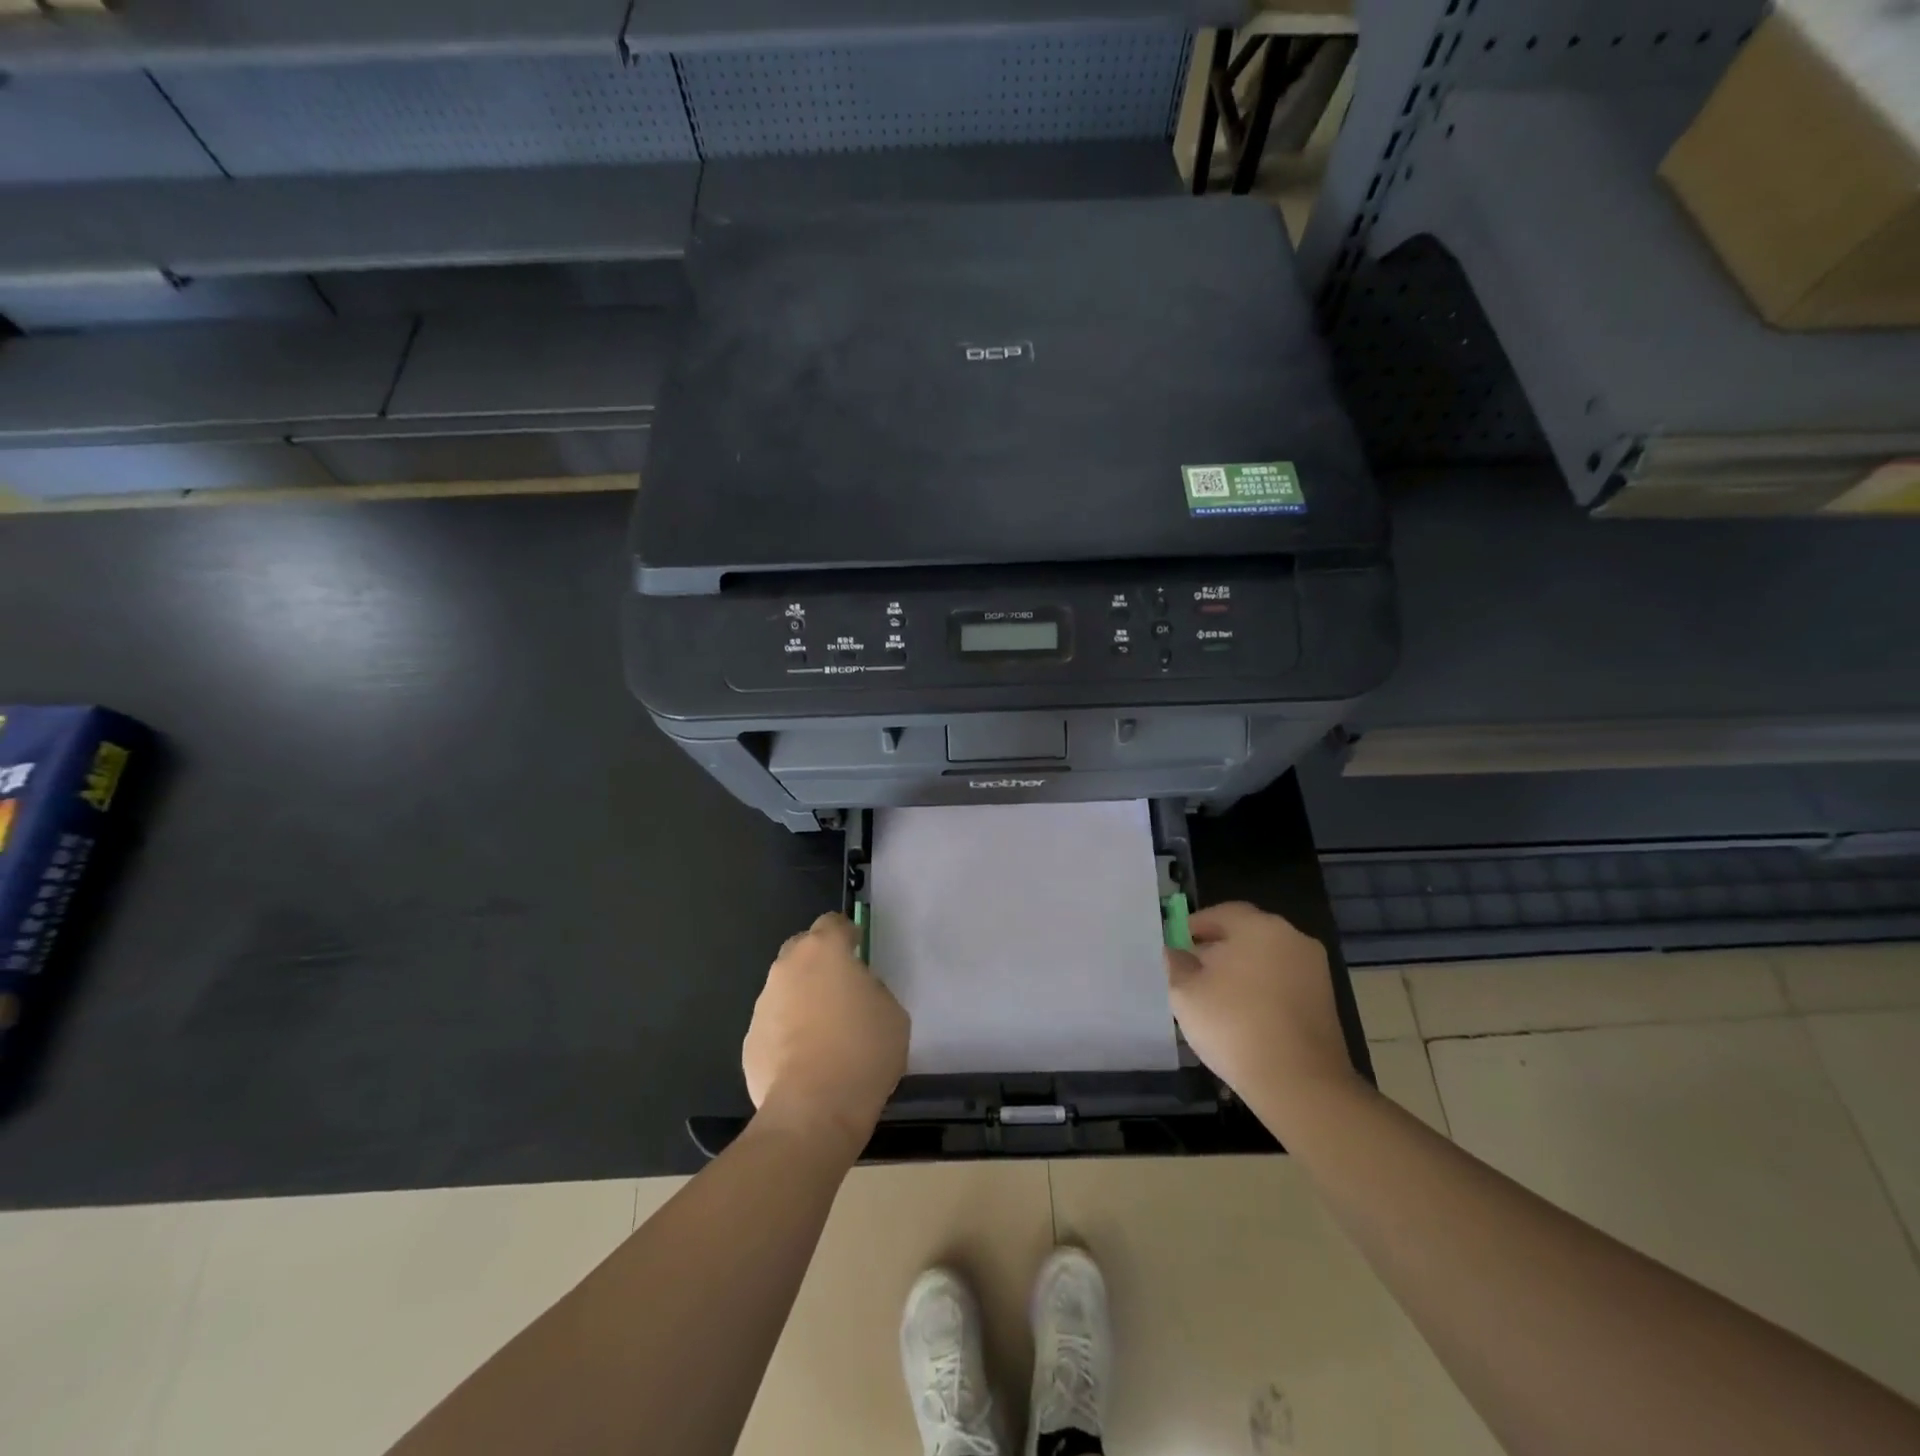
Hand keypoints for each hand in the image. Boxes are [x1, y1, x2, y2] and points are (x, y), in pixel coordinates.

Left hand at [743, 913, 908, 1152]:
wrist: (813, 1111)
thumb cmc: (863, 1052)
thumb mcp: (892, 1012)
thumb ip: (872, 989)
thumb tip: (857, 992)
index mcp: (824, 951)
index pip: (833, 923)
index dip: (847, 935)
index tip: (859, 950)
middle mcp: (787, 968)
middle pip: (802, 949)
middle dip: (819, 962)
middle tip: (841, 989)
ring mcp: (763, 1004)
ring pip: (785, 989)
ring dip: (802, 999)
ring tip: (824, 1033)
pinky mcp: (749, 1040)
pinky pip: (774, 1026)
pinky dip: (788, 1034)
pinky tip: (805, 1061)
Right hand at [1166, 902, 1362, 1123]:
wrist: (1299, 1082)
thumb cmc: (1233, 1025)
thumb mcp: (1185, 992)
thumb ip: (1177, 964)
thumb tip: (1177, 953)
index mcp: (1258, 926)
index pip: (1220, 913)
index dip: (1194, 927)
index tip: (1177, 947)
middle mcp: (1292, 937)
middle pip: (1246, 934)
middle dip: (1219, 949)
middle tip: (1194, 973)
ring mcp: (1314, 969)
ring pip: (1266, 959)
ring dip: (1243, 970)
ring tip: (1218, 999)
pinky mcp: (1325, 1000)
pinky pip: (1283, 983)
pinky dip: (1263, 991)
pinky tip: (1246, 1016)